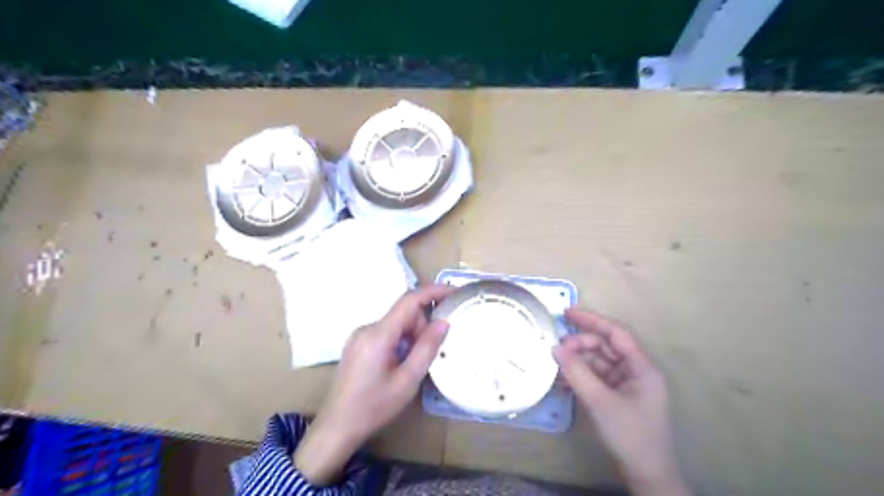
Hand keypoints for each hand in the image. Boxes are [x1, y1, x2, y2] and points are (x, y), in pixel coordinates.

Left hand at [294, 286, 451, 484]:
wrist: (337, 427)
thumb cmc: (374, 407)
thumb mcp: (407, 381)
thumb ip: (427, 348)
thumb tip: (444, 322)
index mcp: (379, 334)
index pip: (409, 300)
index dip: (433, 291)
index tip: (454, 292)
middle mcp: (367, 328)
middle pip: (403, 313)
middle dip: (421, 326)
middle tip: (427, 355)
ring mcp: (359, 335)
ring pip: (395, 323)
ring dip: (410, 336)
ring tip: (409, 366)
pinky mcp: (357, 344)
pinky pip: (385, 332)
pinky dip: (399, 341)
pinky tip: (398, 365)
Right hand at [550, 309, 690, 493]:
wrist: (647, 476)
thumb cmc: (630, 435)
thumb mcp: (600, 402)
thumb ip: (577, 372)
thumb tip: (555, 348)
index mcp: (641, 367)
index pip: (616, 333)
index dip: (592, 320)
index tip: (566, 313)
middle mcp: (636, 371)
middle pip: (606, 347)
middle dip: (580, 345)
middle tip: (556, 350)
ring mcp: (627, 385)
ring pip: (599, 362)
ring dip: (578, 362)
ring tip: (556, 365)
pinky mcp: (618, 397)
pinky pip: (597, 378)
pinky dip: (581, 377)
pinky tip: (563, 381)